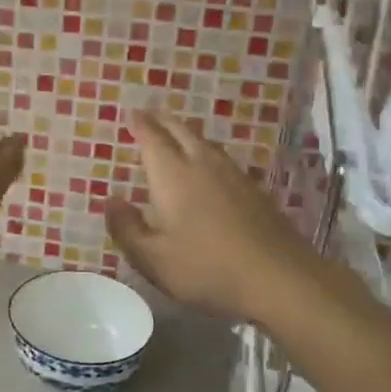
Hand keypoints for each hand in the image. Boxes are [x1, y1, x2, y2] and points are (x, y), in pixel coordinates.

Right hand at [105, 111, 322, 323]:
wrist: (279, 278)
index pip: (153, 140)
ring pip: (205, 143)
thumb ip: (127, 229)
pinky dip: (207, 153)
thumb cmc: (206, 268)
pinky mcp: (255, 191)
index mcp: (173, 176)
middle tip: (150, 115)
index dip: (141, 125)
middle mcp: (203, 166)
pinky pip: (223, 159)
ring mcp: (234, 176)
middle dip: (163, 122)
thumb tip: (111, 201)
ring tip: (176, 135)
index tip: (132, 113)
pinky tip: (209, 167)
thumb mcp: (153, 259)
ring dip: (187, 134)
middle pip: (181, 132)